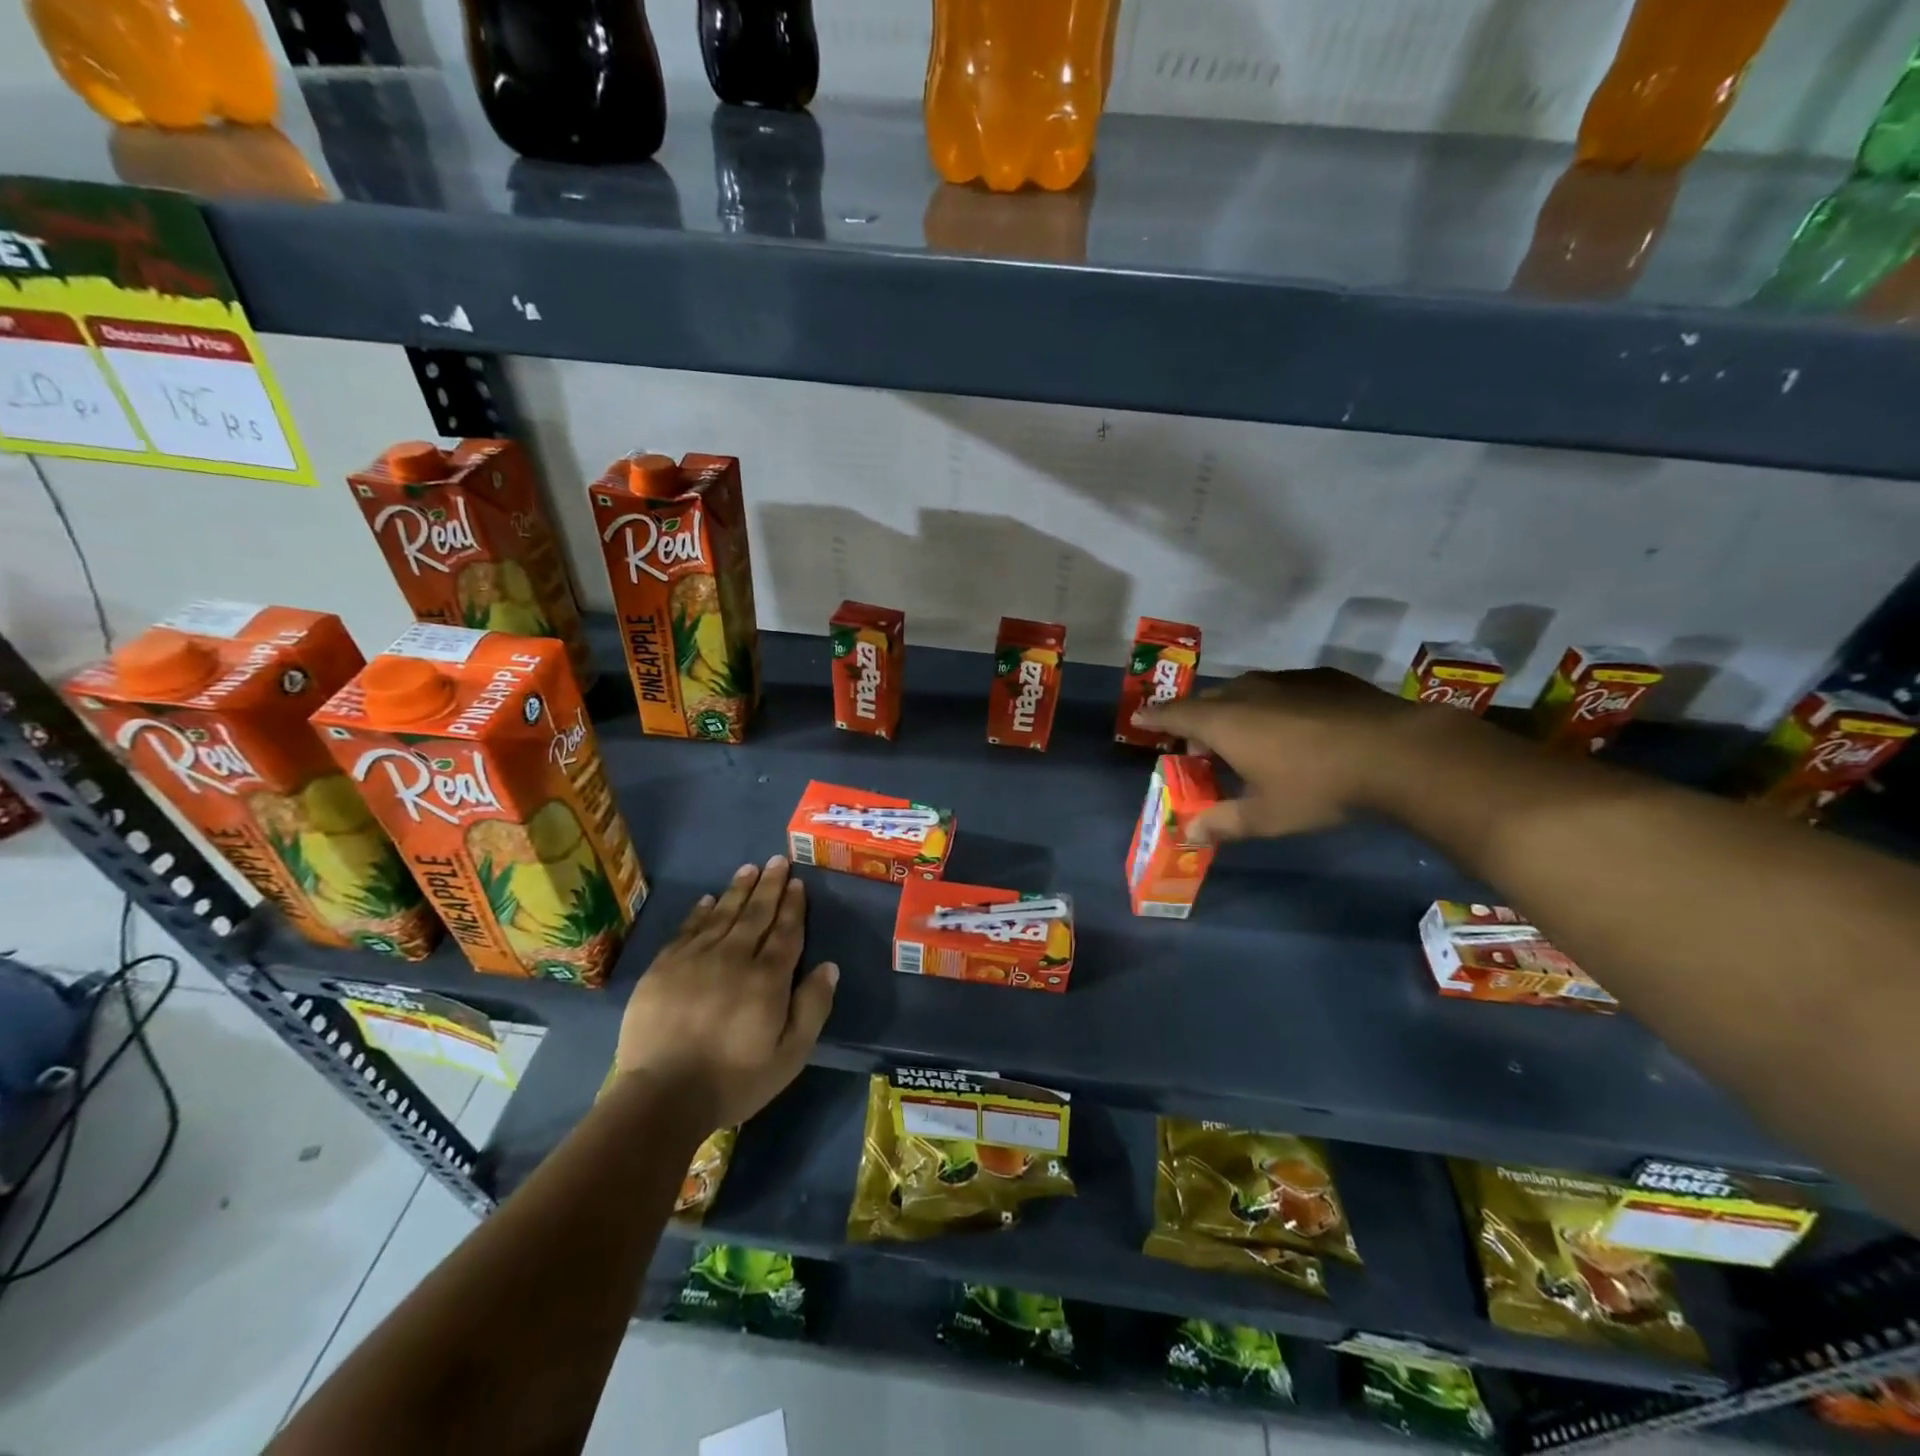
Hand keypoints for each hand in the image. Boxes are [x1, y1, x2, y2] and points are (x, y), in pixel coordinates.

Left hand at [614, 856, 837, 1130]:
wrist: (662, 1096)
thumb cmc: (734, 1079)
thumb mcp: (790, 1055)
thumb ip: (812, 1008)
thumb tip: (829, 966)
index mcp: (767, 978)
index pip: (785, 931)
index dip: (793, 906)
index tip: (797, 882)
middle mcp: (733, 957)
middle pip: (756, 914)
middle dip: (769, 886)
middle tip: (778, 860)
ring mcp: (695, 959)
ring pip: (722, 914)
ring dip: (738, 890)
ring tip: (749, 869)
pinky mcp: (663, 968)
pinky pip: (688, 929)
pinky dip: (701, 911)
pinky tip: (708, 900)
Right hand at [1134, 667, 1438, 841]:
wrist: (1397, 752)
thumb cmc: (1318, 786)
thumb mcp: (1266, 816)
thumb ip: (1222, 823)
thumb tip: (1189, 834)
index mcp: (1223, 722)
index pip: (1174, 715)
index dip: (1154, 717)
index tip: (1140, 718)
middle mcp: (1246, 692)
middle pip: (1207, 702)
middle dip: (1196, 723)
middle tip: (1202, 751)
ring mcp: (1284, 680)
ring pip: (1244, 692)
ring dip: (1235, 713)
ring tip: (1247, 741)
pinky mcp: (1320, 677)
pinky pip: (1279, 689)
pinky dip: (1272, 706)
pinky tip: (1295, 729)